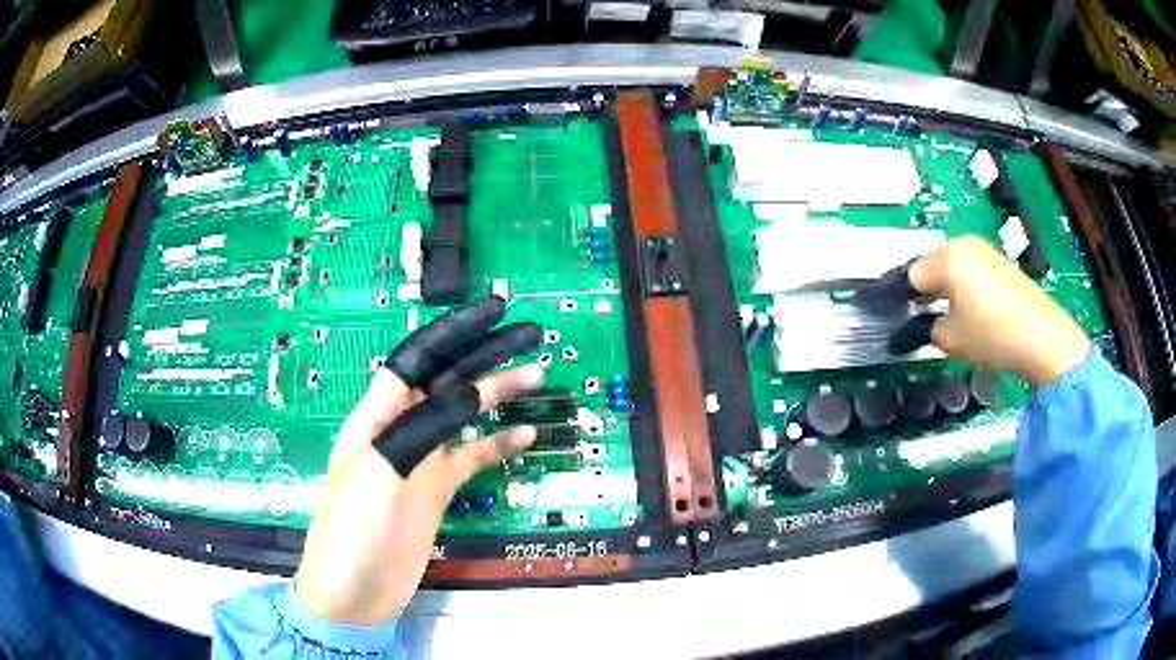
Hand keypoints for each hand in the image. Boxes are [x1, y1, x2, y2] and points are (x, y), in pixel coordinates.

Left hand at [295, 297, 544, 623]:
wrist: (353, 592)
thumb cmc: (352, 528)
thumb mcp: (381, 469)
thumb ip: (424, 428)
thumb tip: (473, 393)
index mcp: (377, 415)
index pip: (418, 358)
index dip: (455, 331)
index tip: (495, 312)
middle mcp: (401, 429)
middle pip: (447, 379)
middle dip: (486, 354)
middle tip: (530, 335)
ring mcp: (421, 461)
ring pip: (464, 415)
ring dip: (498, 394)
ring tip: (537, 375)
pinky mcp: (437, 491)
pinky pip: (472, 458)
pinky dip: (498, 444)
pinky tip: (524, 434)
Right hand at [908, 235, 1089, 386]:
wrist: (1042, 338)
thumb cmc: (993, 336)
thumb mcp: (951, 340)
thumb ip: (929, 327)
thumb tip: (925, 323)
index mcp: (947, 259)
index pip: (911, 275)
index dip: (902, 300)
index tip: (898, 319)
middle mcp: (963, 244)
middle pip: (930, 265)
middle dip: (924, 290)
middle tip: (923, 319)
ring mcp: (984, 249)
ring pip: (951, 265)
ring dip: (944, 287)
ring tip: (950, 317)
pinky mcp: (999, 260)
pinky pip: (969, 268)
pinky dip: (963, 286)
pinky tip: (972, 310)